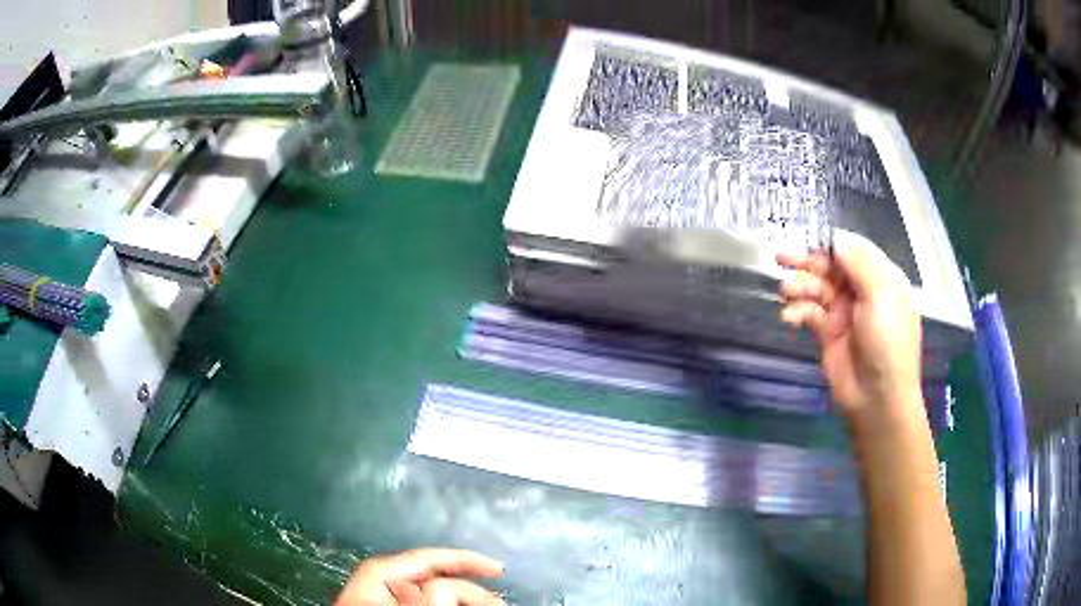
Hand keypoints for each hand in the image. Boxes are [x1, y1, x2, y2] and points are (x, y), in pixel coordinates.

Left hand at [335, 548, 504, 605]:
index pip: (425, 558)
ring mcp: (388, 599)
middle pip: (436, 579)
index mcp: (378, 576)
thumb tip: (446, 588)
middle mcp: (384, 584)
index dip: (464, 559)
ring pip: (435, 595)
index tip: (498, 570)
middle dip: (470, 590)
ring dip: (463, 600)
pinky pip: (427, 603)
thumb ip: (421, 603)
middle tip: (500, 604)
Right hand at [777, 231, 922, 419]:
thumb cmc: (887, 342)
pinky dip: (798, 312)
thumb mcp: (881, 295)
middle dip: (807, 261)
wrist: (878, 398)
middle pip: (831, 267)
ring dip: (800, 286)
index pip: (852, 250)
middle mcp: (862, 291)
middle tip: (780, 256)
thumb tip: (836, 236)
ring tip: (785, 290)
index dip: (829, 243)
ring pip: (817, 289)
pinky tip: (790, 317)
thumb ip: (859, 262)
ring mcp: (844, 313)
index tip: (806, 238)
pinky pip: (809, 314)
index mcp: (880, 277)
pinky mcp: (828, 333)